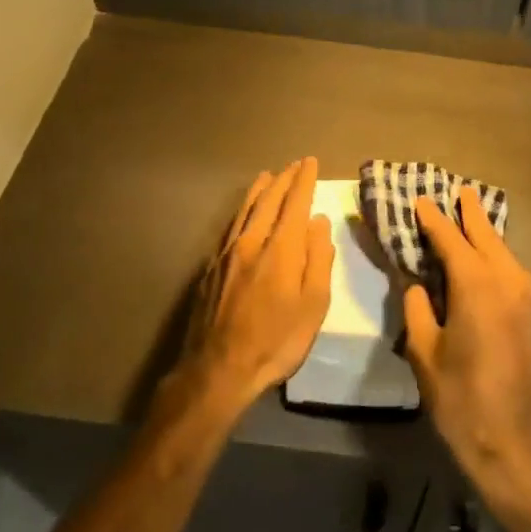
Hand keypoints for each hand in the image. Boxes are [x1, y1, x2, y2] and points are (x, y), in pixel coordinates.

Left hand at [165, 159, 333, 422]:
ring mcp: (227, 254)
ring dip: (259, 191)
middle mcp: (252, 242)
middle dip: (284, 181)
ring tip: (268, 176)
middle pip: (268, 202)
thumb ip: (318, 259)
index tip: (310, 162)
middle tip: (294, 165)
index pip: (295, 204)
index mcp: (281, 249)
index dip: (304, 181)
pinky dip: (242, 211)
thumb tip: (319, 222)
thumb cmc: (277, 341)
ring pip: (245, 211)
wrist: (218, 369)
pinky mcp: (211, 268)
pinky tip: (243, 214)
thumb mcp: (314, 305)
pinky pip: (230, 227)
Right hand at [402, 189, 530, 503]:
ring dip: (492, 249)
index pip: (451, 239)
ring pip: (512, 264)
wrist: (521, 449)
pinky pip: (526, 293)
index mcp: (478, 286)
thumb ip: (418, 310)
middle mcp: (515, 284)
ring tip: (478, 238)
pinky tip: (499, 295)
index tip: (422, 201)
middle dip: (473, 216)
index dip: (434, 219)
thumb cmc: (463, 403)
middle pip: (490, 239)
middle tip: (462, 194)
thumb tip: (418, 286)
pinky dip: (508, 283)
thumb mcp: (425, 355)